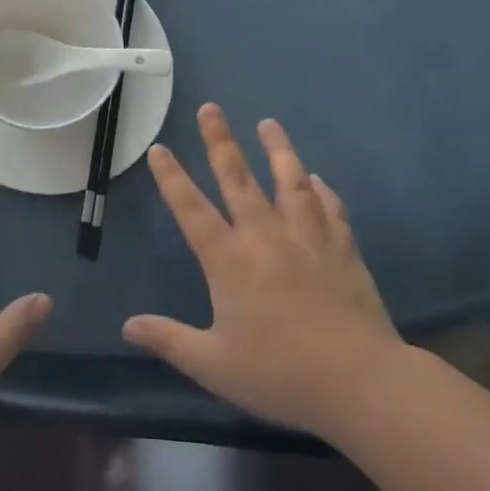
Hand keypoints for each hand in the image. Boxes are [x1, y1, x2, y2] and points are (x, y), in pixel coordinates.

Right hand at [123, 104, 404, 437]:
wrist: (361, 383)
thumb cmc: (281, 374)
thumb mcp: (214, 365)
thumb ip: (169, 340)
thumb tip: (127, 326)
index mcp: (230, 260)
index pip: (191, 208)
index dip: (171, 177)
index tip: (159, 148)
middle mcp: (265, 236)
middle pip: (238, 178)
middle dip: (220, 140)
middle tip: (210, 108)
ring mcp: (308, 238)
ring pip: (290, 180)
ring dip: (277, 149)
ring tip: (269, 123)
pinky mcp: (343, 248)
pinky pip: (330, 208)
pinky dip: (321, 190)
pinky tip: (318, 180)